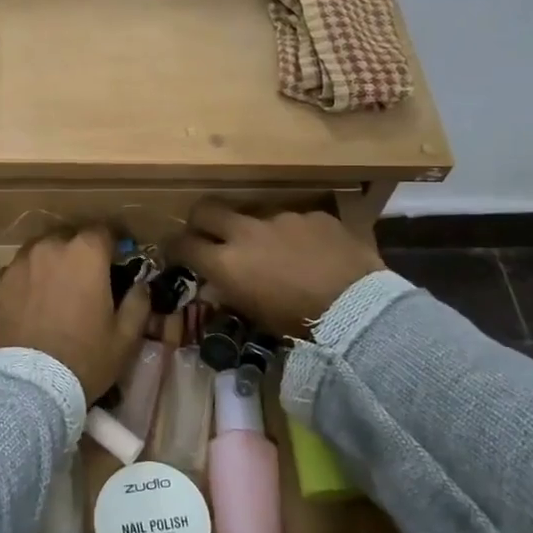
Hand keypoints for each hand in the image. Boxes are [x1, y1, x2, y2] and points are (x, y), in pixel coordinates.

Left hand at [0, 229, 150, 402]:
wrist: (26, 386)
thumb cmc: (83, 359)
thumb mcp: (124, 338)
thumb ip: (137, 304)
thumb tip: (140, 286)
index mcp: (85, 254)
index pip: (103, 232)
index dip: (111, 246)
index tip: (115, 262)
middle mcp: (48, 249)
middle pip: (67, 239)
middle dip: (77, 254)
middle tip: (83, 281)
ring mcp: (16, 265)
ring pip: (37, 254)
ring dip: (48, 266)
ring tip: (52, 293)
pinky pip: (15, 277)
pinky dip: (24, 285)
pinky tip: (27, 309)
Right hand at [173, 205, 383, 338]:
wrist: (358, 310)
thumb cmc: (299, 323)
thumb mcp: (255, 314)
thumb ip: (231, 292)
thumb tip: (217, 283)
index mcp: (226, 262)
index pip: (183, 244)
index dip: (175, 247)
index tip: (176, 251)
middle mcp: (246, 232)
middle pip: (207, 209)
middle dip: (201, 220)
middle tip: (208, 233)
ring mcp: (282, 219)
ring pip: (255, 216)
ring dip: (258, 232)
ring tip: (279, 254)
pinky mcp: (314, 215)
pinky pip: (295, 221)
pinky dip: (296, 235)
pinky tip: (314, 254)